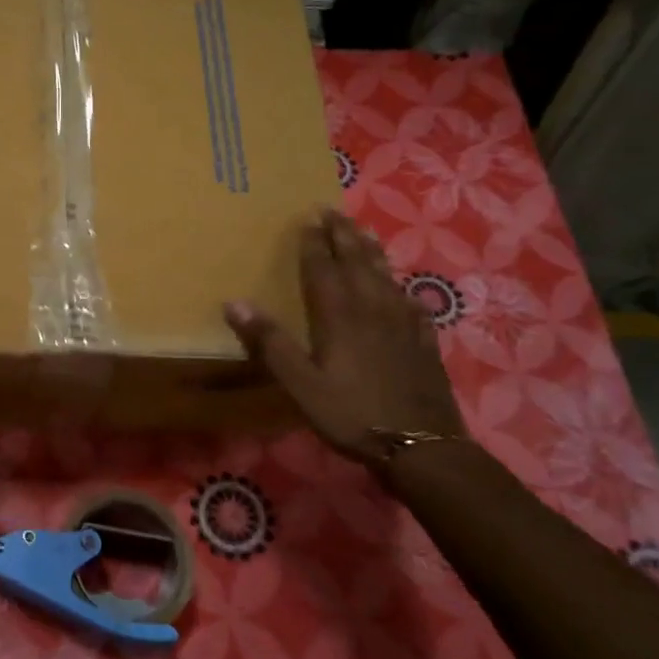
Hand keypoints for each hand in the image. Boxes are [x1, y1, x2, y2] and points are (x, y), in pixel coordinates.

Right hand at [224, 208, 462, 466]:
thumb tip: (235, 302)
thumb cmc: (351, 414)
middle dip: (343, 235)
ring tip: (364, 232)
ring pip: (385, 276)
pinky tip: (404, 291)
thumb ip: (270, 342)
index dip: (313, 242)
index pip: (323, 268)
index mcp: (339, 315)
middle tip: (333, 211)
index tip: (307, 217)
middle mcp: (372, 309)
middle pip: (357, 262)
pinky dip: (402, 289)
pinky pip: (412, 304)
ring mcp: (403, 324)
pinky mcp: (423, 343)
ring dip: (372, 251)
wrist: (422, 447)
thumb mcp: (300, 383)